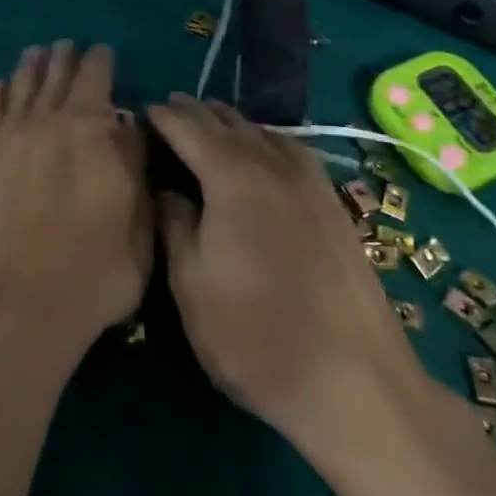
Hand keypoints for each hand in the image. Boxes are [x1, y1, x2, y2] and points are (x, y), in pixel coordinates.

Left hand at [0, 43, 150, 355]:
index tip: (102, 50)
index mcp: (89, 131)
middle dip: (64, 59)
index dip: (100, 61)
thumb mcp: (138, 225)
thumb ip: (134, 166)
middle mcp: (47, 124)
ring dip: (30, 68)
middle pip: (55, 78)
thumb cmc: (94, 273)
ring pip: (21, 89)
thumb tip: (127, 127)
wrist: (19, 308)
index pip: (95, 80)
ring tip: (35, 52)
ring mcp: (9, 141)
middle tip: (67, 45)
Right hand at [149, 95, 430, 464]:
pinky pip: (289, 150)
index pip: (187, 126)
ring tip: (207, 128)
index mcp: (232, 175)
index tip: (140, 112)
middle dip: (194, 113)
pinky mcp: (333, 203)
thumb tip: (166, 187)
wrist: (355, 382)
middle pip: (226, 122)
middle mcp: (272, 163)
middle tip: (167, 114)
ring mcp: (309, 181)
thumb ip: (174, 223)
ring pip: (261, 132)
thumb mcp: (190, 283)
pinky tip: (261, 156)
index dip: (161, 116)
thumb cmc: (255, 335)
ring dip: (229, 125)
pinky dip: (264, 141)